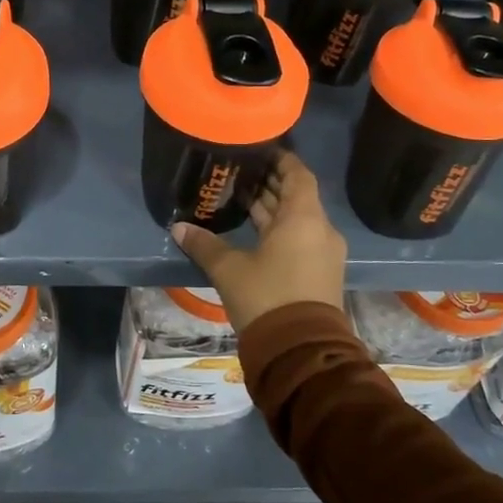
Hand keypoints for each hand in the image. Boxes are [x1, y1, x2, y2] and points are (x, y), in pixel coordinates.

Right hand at [170, 153, 345, 333]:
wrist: (300, 351)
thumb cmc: (266, 297)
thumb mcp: (229, 269)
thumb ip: (204, 245)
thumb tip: (178, 228)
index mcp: (304, 218)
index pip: (298, 174)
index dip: (281, 160)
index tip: (260, 150)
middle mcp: (320, 230)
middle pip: (298, 196)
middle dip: (271, 185)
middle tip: (241, 172)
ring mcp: (323, 254)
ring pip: (298, 220)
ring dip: (274, 209)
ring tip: (242, 198)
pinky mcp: (320, 274)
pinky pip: (301, 239)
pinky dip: (280, 230)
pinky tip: (254, 232)